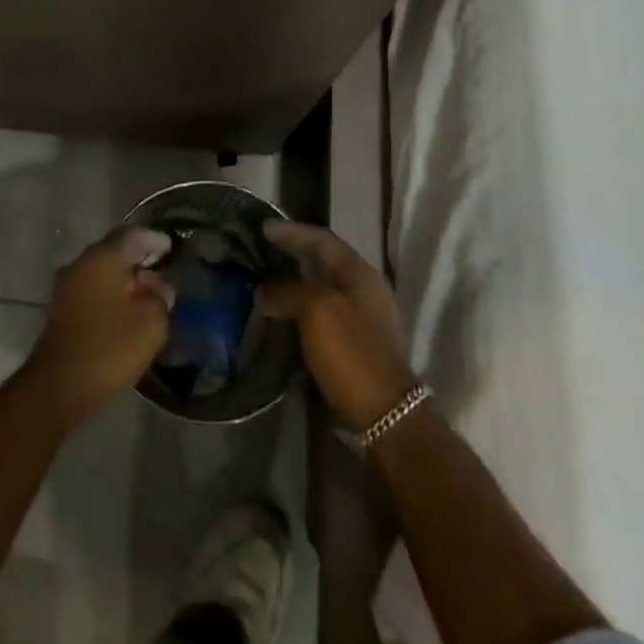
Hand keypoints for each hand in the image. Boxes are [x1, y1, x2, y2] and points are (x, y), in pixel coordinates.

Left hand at [26, 226, 174, 426]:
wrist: (59, 386)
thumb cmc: (109, 348)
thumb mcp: (150, 323)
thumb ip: (160, 297)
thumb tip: (158, 285)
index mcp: (102, 258)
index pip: (132, 235)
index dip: (154, 240)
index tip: (171, 249)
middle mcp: (80, 263)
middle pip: (114, 250)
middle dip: (139, 258)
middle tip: (162, 270)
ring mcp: (66, 285)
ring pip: (101, 270)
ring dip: (124, 277)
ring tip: (147, 293)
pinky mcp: (61, 308)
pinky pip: (92, 288)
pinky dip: (110, 292)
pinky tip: (126, 310)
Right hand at [261, 221, 417, 433]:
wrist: (383, 414)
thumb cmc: (352, 352)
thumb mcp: (316, 311)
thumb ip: (288, 291)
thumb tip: (265, 290)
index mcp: (360, 274)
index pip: (322, 240)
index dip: (292, 232)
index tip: (263, 229)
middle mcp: (363, 290)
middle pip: (322, 262)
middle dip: (291, 256)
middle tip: (260, 253)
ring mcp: (360, 319)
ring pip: (319, 290)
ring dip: (292, 285)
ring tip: (262, 284)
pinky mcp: (352, 345)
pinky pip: (319, 316)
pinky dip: (297, 311)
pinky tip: (278, 317)